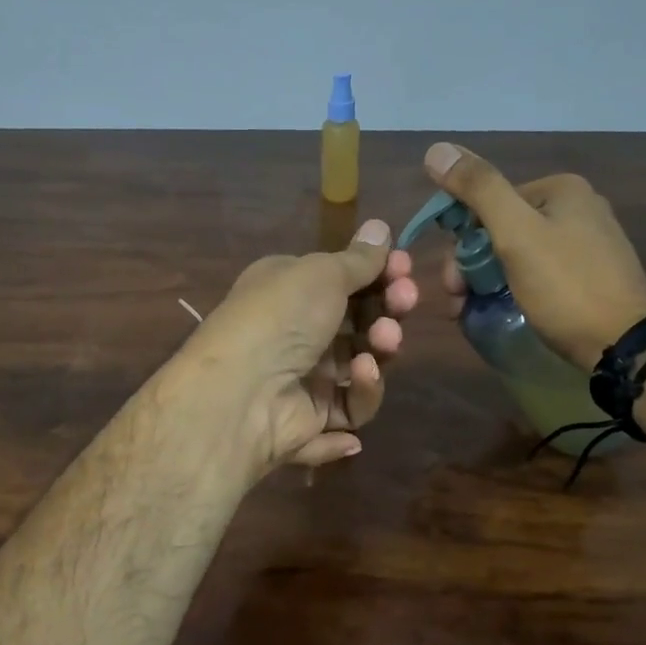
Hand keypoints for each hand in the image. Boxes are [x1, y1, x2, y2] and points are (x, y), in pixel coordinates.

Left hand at [174, 218, 418, 475]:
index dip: (378, 273)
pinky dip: (363, 391)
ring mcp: (305, 376)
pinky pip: (352, 405)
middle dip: (388, 307)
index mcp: (289, 289)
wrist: (242, 392)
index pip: (343, 279)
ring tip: (383, 339)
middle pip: (359, 320)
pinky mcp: (314, 418)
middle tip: (404, 299)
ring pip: (362, 362)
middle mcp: (296, 330)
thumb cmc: (280, 316)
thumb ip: (358, 259)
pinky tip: (361, 376)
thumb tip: (380, 227)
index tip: (403, 267)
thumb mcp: (321, 274)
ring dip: (380, 348)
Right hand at [425, 142, 645, 368]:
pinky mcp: (587, 275)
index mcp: (560, 189)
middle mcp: (575, 207)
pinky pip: (535, 272)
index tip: (451, 280)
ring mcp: (584, 243)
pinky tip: (499, 308)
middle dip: (471, 265)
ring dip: (485, 279)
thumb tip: (436, 149)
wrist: (624, 344)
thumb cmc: (566, 285)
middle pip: (500, 229)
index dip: (460, 240)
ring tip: (470, 311)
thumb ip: (478, 189)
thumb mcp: (516, 234)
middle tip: (459, 300)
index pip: (488, 202)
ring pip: (514, 253)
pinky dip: (511, 288)